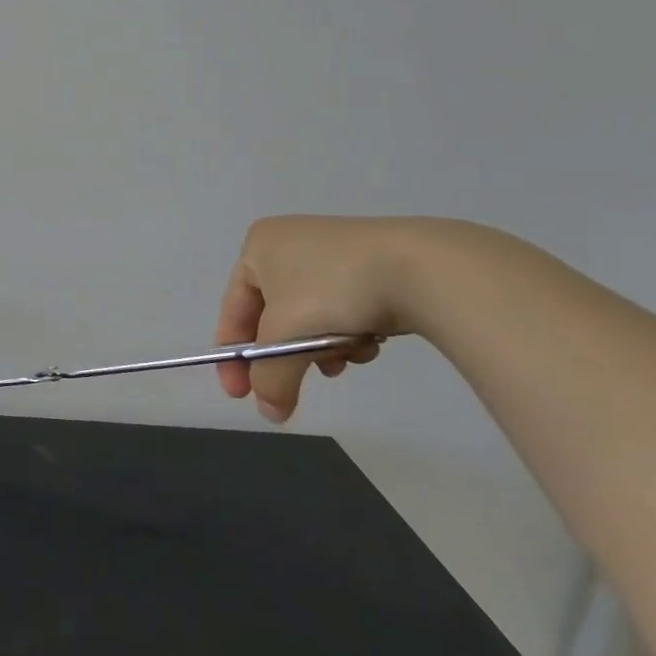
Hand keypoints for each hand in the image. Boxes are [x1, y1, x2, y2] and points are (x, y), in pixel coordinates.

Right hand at [216, 215, 421, 421]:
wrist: (422, 267)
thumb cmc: (333, 291)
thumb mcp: (287, 338)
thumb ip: (270, 378)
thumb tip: (270, 413)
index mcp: (258, 246)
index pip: (233, 310)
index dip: (233, 357)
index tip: (239, 395)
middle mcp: (289, 242)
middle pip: (275, 317)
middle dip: (286, 356)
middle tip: (291, 389)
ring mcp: (332, 250)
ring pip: (310, 316)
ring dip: (320, 347)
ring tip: (341, 362)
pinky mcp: (371, 263)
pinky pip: (342, 307)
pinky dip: (348, 332)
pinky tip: (367, 343)